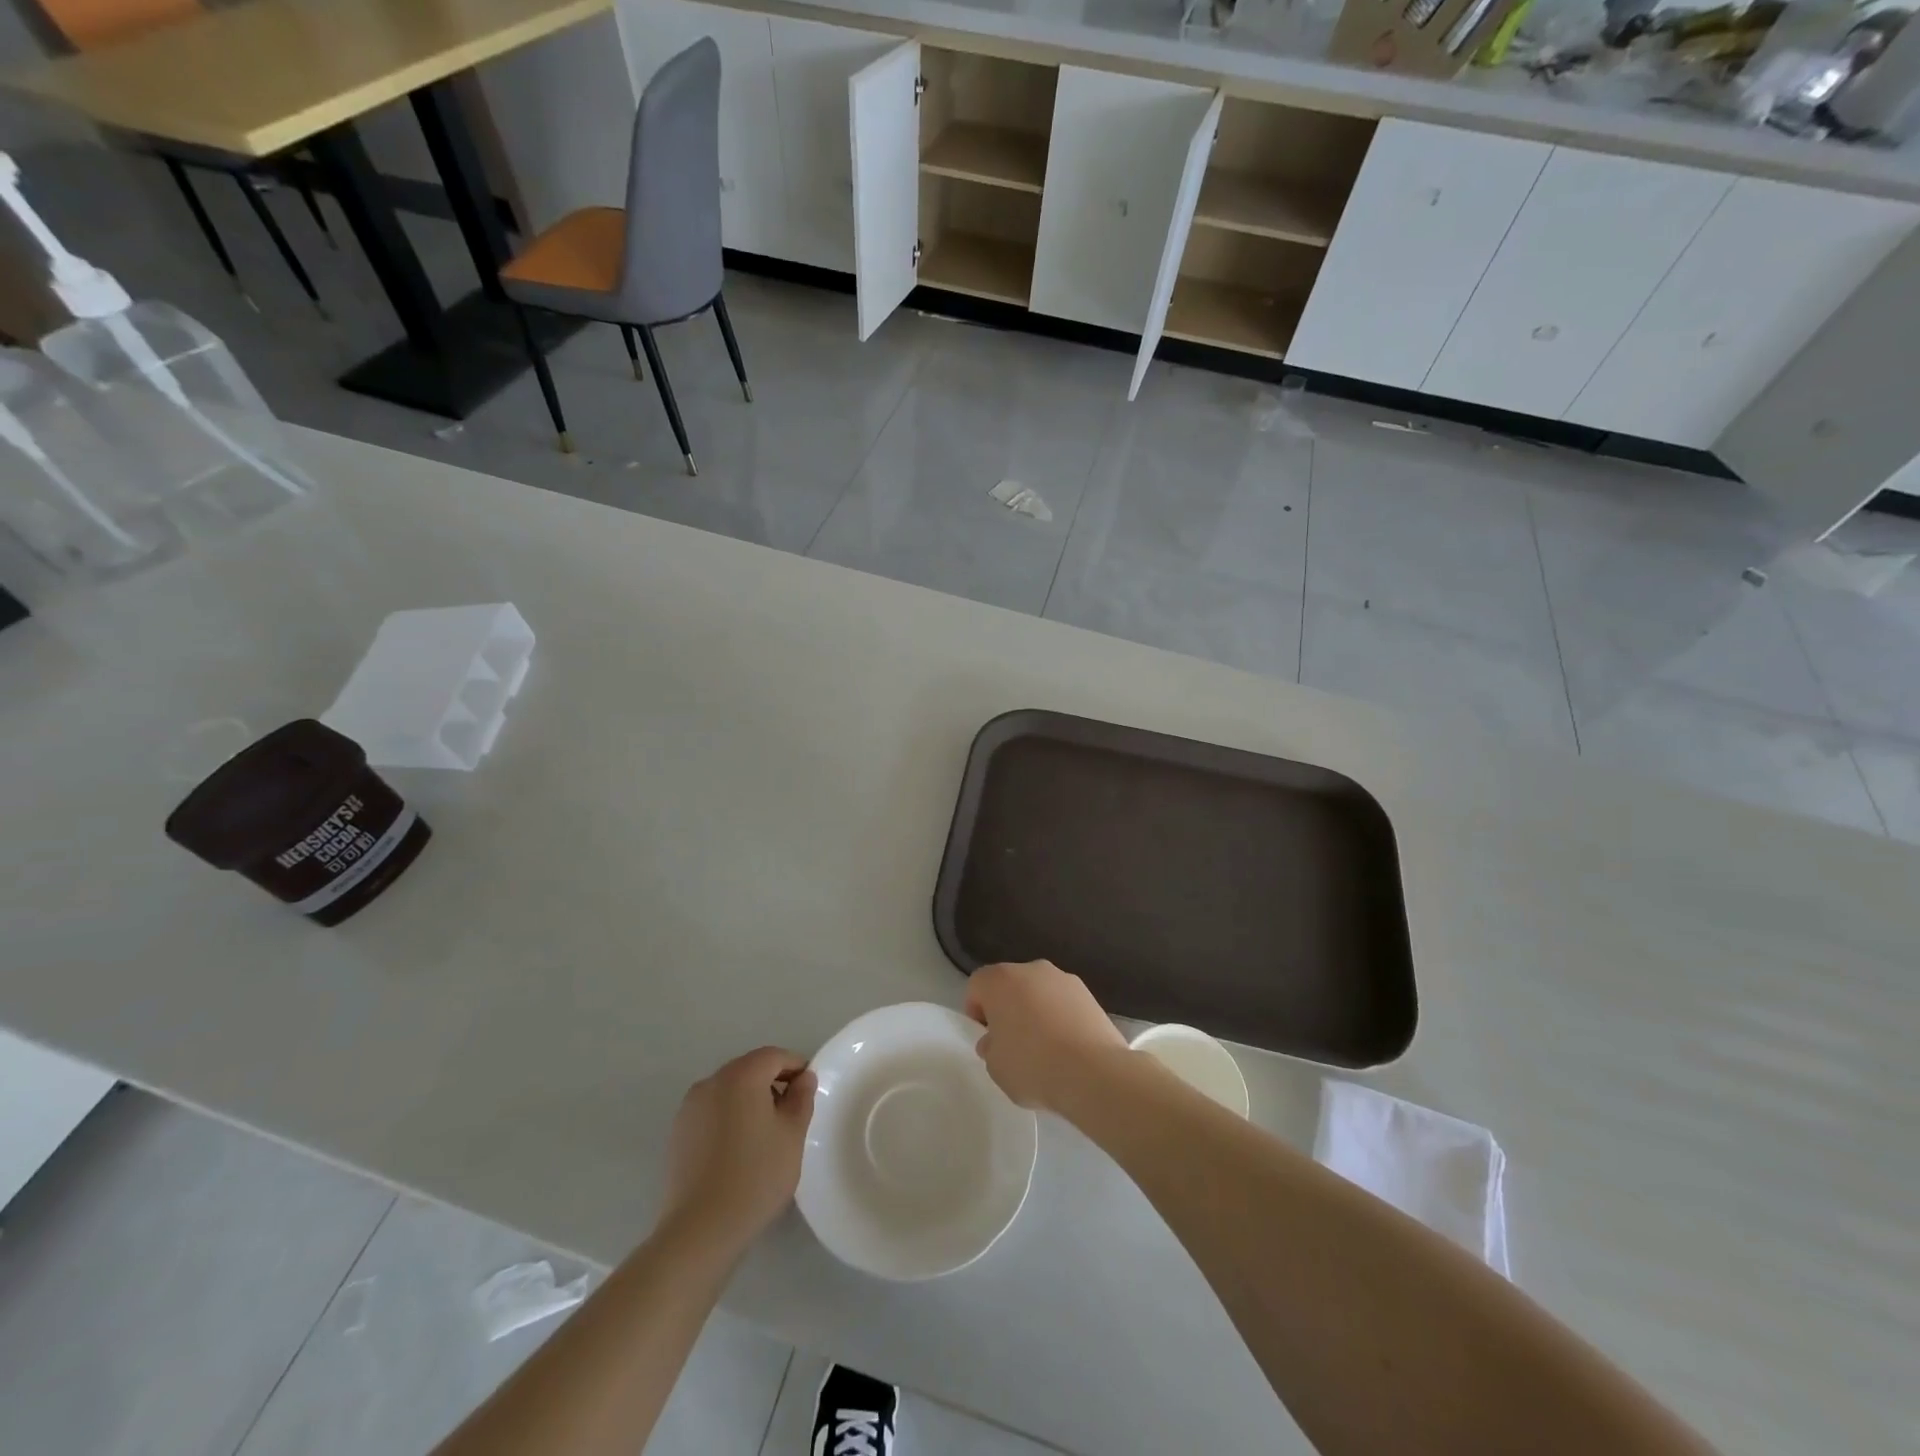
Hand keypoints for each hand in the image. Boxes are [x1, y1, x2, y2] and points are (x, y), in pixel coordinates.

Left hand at [660, 1046, 816, 1256]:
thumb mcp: (792, 1135)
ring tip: (764, 1136)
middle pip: (749, 1069)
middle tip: (790, 1115)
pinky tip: (738, 1151)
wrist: (700, 1230)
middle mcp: (711, 1082)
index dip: (796, 1068)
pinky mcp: (678, 1133)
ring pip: (729, 1091)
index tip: (808, 1093)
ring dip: (749, 1101)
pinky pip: (712, 1111)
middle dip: (772, 1083)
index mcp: (741, 1076)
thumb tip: (803, 1078)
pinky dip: (729, 1118)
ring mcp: (690, 1108)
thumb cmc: (756, 1176)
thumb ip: (801, 1098)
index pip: (774, 1056)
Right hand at [964, 960, 1127, 1113]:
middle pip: (1010, 984)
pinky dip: (1061, 1017)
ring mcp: (1063, 978)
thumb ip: (990, 1048)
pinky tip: (1068, 1047)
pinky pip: (1064, 1002)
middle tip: (1013, 1043)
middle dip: (1008, 1008)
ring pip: (1039, 991)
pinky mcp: (1089, 993)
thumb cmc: (1033, 1066)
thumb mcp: (995, 1067)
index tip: (987, 1037)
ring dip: (1036, 1011)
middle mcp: (1031, 969)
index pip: (978, 985)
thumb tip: (997, 1040)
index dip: (977, 1011)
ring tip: (1045, 1048)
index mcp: (1000, 980)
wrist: (1094, 1072)